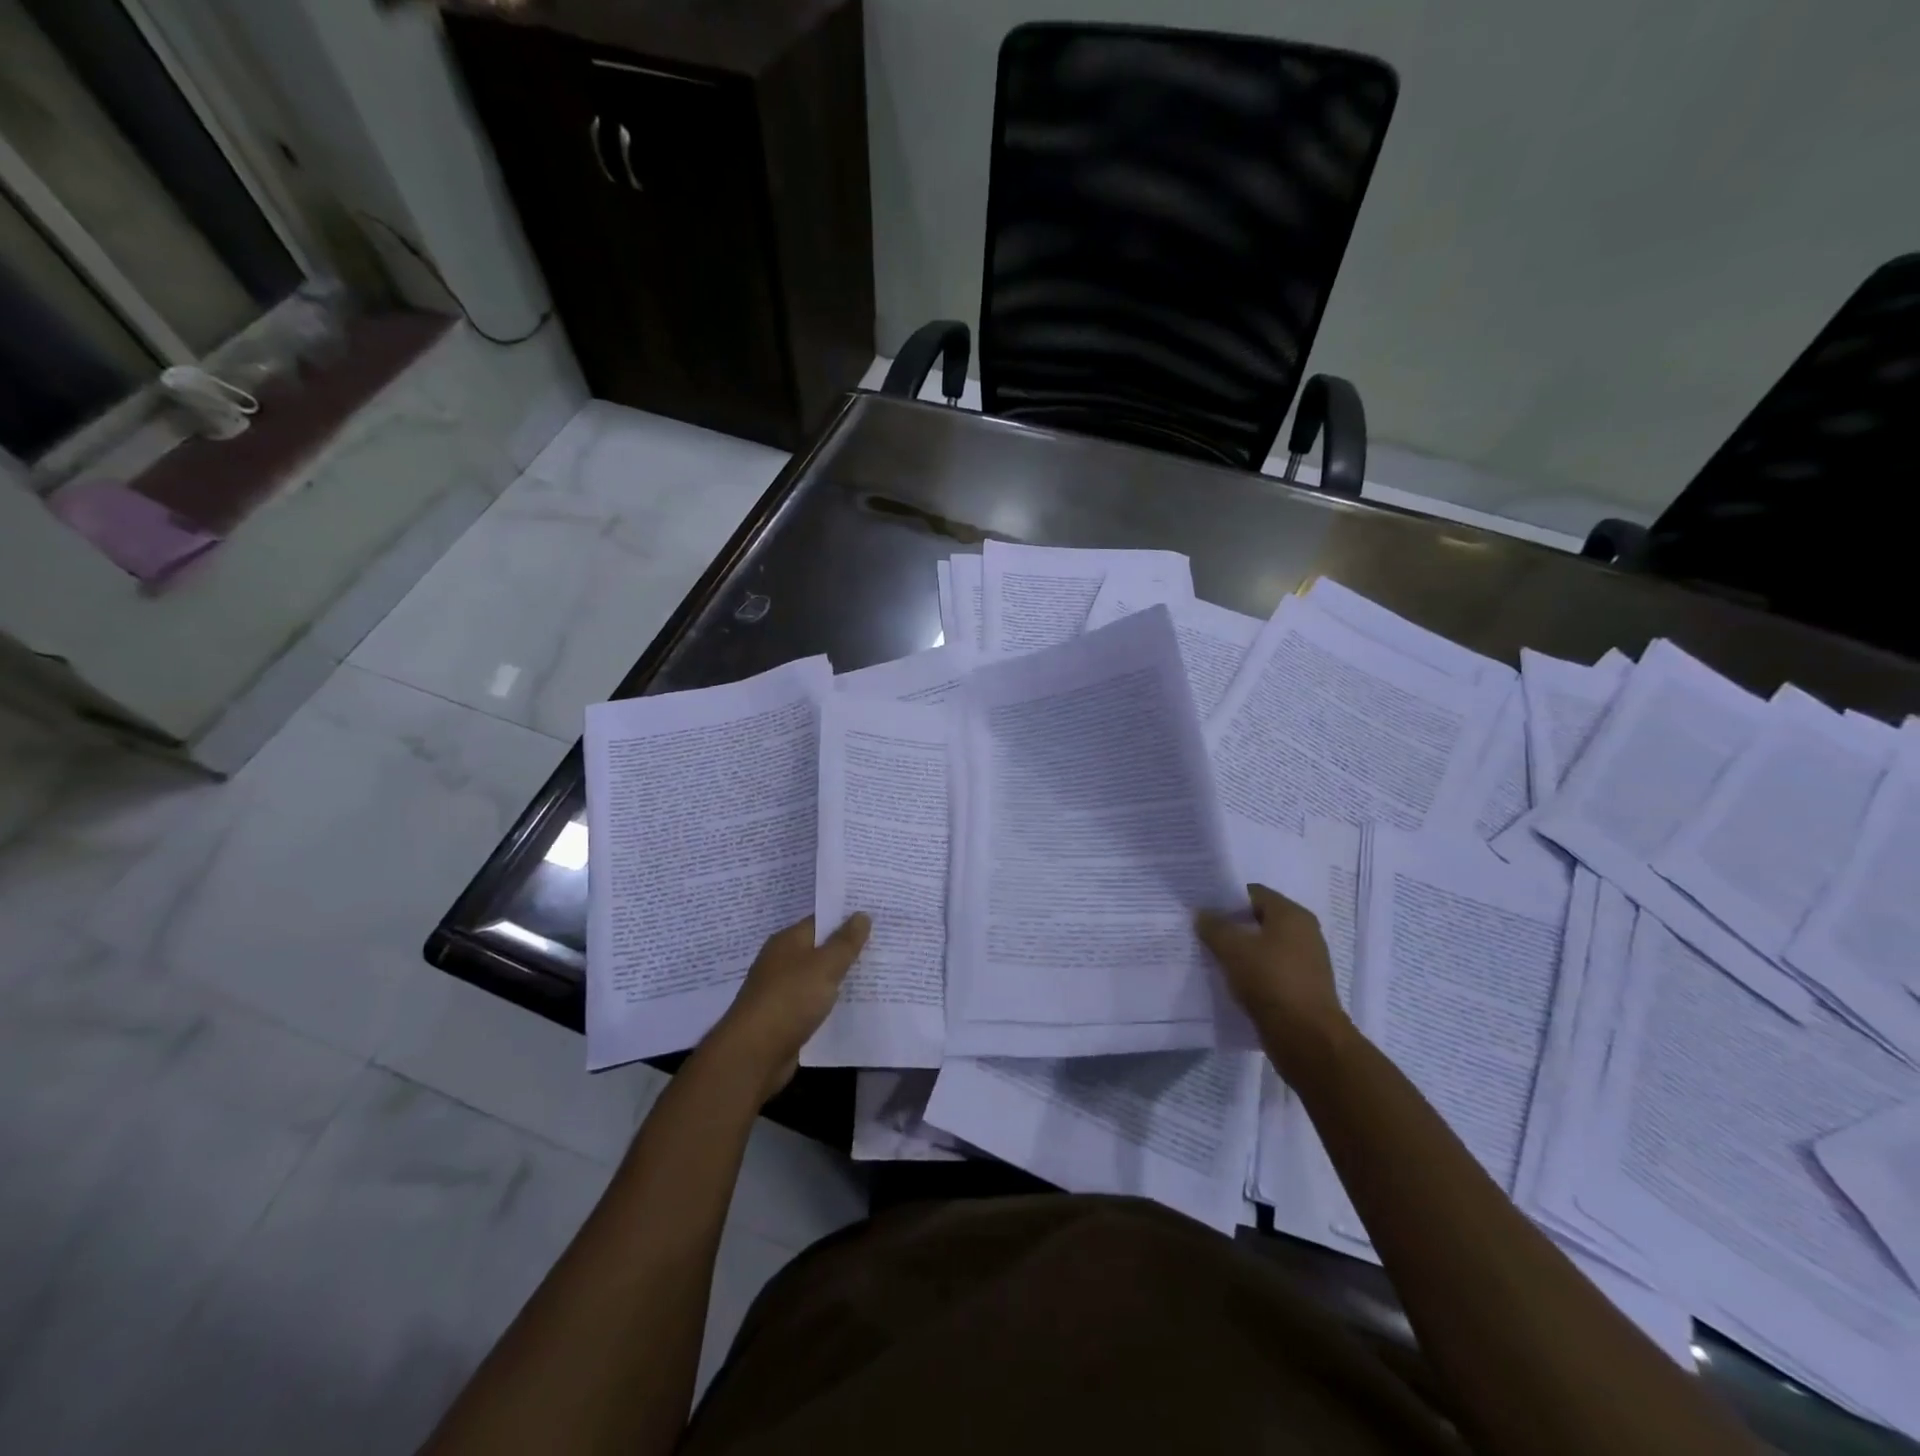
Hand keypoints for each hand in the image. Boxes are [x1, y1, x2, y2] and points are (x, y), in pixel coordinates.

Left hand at [707, 913, 871, 1101]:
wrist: (753, 1054)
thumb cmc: (790, 1000)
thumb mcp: (824, 966)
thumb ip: (845, 942)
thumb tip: (862, 914)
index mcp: (788, 941)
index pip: (821, 920)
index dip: (847, 917)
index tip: (877, 916)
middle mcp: (782, 961)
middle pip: (821, 948)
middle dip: (848, 948)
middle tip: (885, 943)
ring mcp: (782, 990)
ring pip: (819, 977)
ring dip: (842, 977)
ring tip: (878, 973)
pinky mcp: (785, 1018)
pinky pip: (815, 1002)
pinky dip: (832, 1002)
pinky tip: (855, 1005)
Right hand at [1197, 884, 1353, 1080]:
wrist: (1307, 1039)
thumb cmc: (1271, 981)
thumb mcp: (1233, 949)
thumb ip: (1214, 927)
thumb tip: (1203, 914)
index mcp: (1292, 915)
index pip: (1254, 893)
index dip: (1226, 897)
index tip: (1202, 907)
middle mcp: (1304, 934)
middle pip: (1259, 919)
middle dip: (1231, 925)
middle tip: (1201, 931)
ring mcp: (1305, 962)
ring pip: (1263, 947)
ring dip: (1240, 951)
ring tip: (1210, 956)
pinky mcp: (1301, 988)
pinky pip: (1269, 971)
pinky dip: (1250, 972)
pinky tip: (1229, 980)